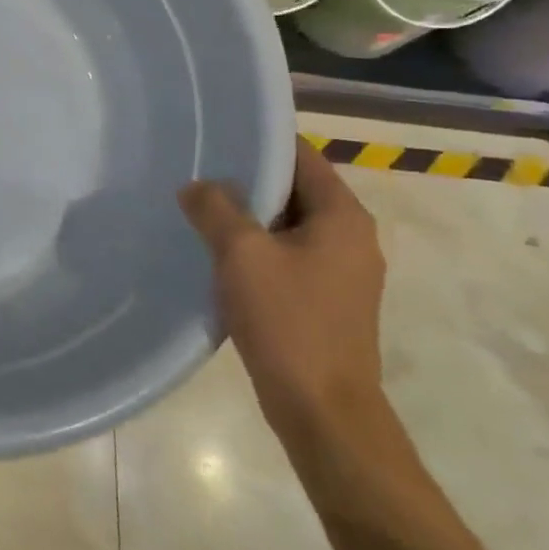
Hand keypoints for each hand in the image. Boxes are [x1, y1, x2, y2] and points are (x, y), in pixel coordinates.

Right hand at [178, 140, 388, 449]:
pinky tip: (219, 255)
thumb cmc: (289, 322)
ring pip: (288, 225)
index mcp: (343, 216)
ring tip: (200, 209)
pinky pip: (287, 256)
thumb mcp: (242, 254)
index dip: (259, 143)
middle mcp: (352, 237)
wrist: (323, 412)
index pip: (301, 156)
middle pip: (294, 190)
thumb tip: (196, 186)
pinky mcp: (327, 301)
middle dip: (247, 180)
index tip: (216, 137)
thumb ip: (215, 208)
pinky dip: (257, 248)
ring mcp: (342, 272)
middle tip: (198, 171)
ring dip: (248, 217)